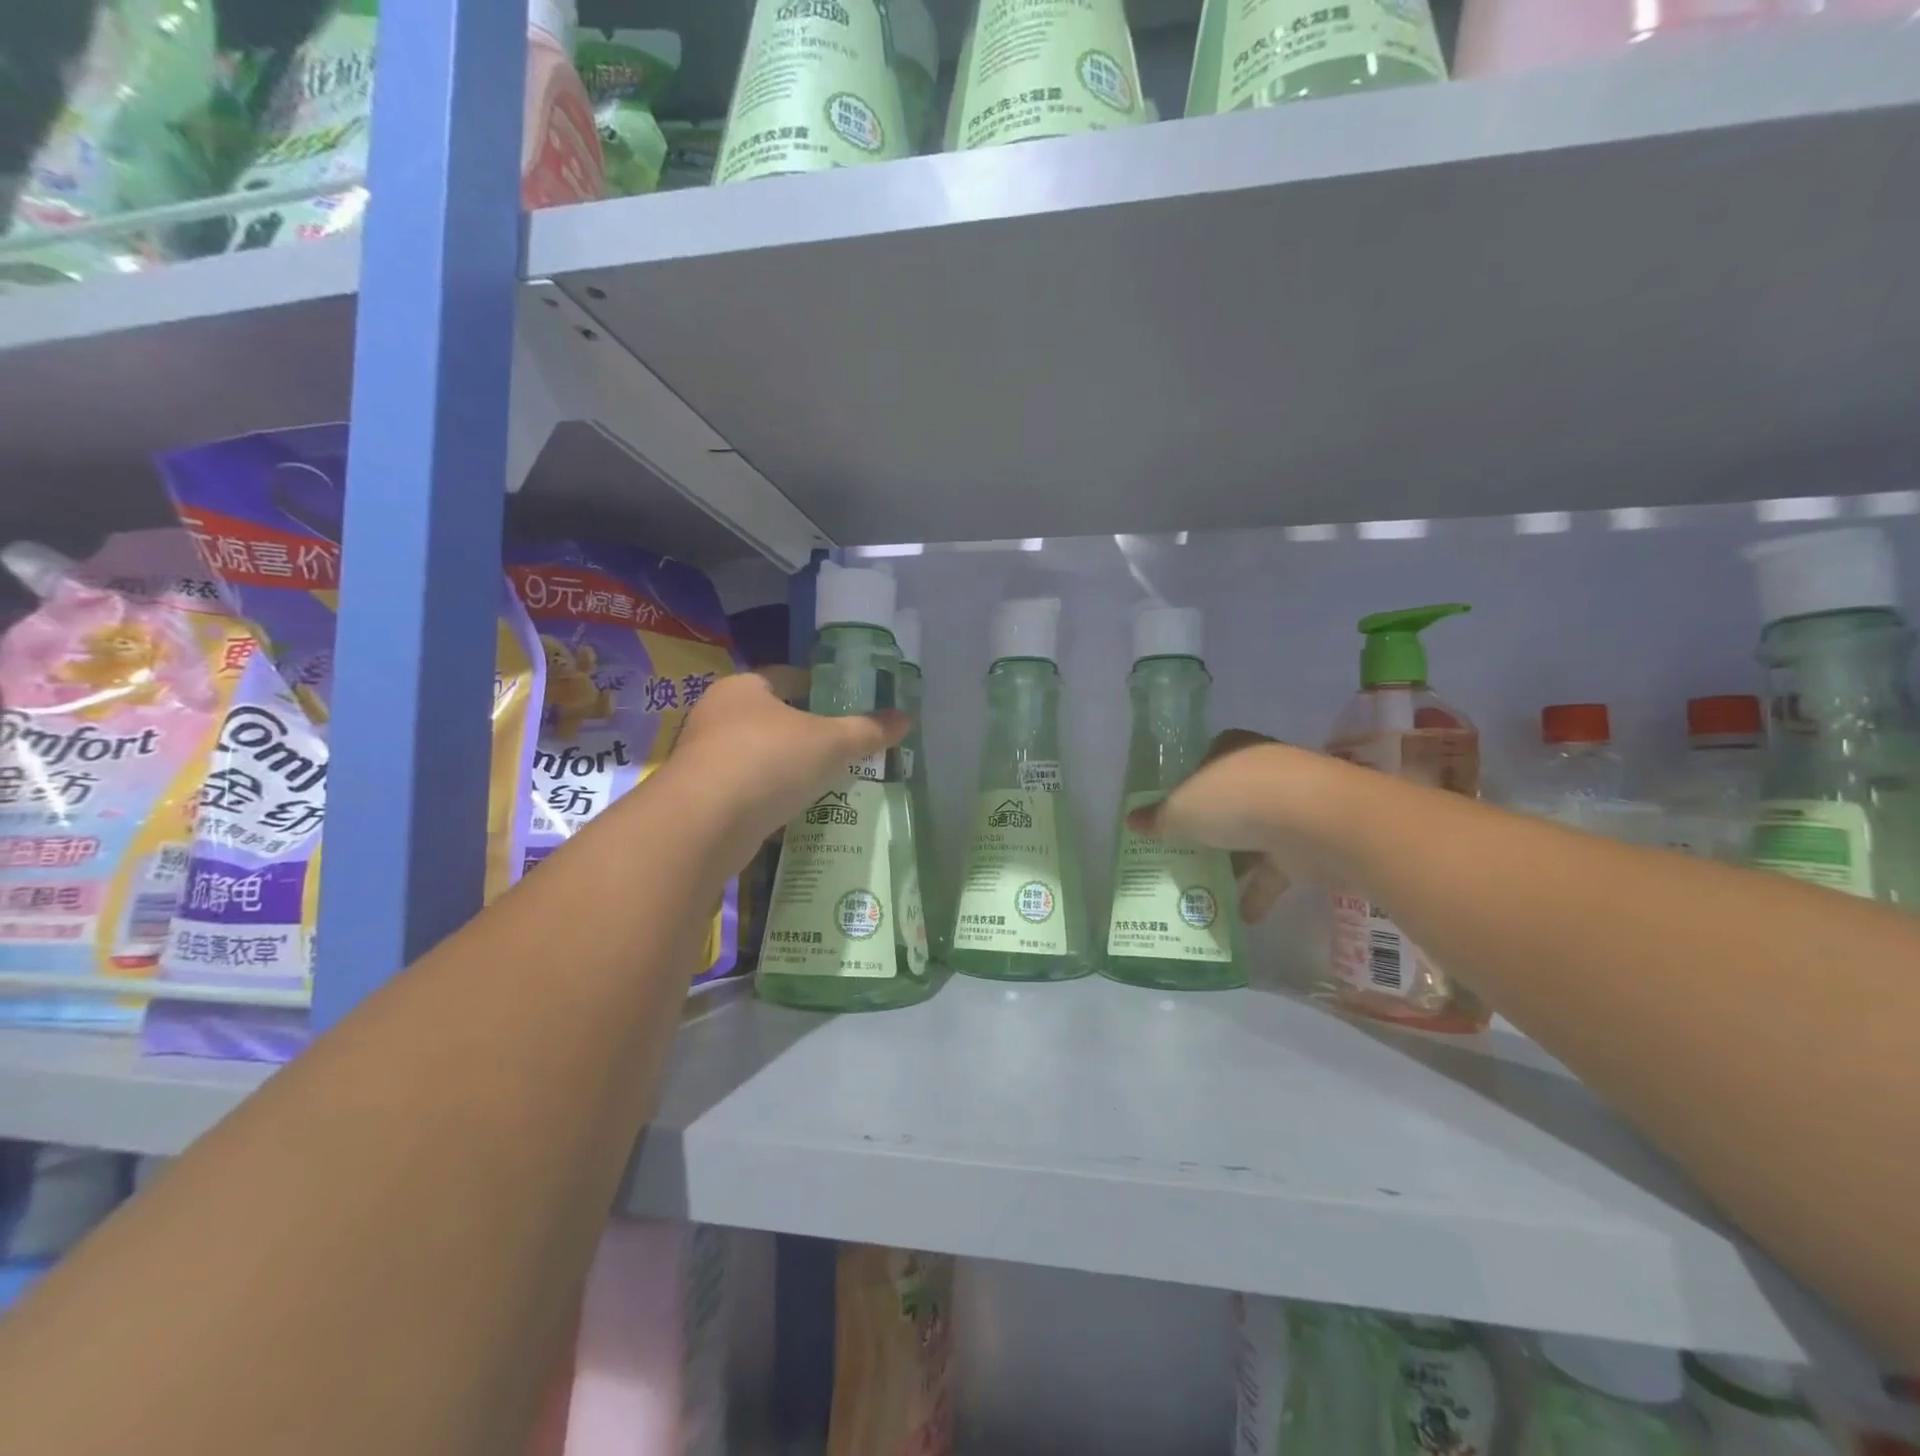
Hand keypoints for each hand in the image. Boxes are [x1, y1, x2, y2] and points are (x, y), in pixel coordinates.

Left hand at [658, 672, 907, 872]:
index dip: (818, 687)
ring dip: (786, 764)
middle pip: (771, 716)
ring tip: (824, 778)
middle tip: (842, 743)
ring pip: (757, 754)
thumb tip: (908, 718)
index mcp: (744, 688)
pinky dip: (770, 794)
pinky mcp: (702, 797)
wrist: (704, 824)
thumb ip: (868, 730)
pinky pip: (747, 788)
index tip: (845, 702)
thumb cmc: (769, 761)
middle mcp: (718, 715)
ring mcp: (705, 758)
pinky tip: (795, 807)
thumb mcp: (830, 743)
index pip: (787, 677)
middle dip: (804, 730)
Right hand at [1126, 732, 1342, 923]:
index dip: (1186, 787)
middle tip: (1182, 854)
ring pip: (1253, 835)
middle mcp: (1262, 771)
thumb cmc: (1239, 800)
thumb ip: (1159, 818)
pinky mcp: (1311, 841)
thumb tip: (1131, 822)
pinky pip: (1277, 868)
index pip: (1204, 763)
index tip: (1171, 814)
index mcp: (1231, 750)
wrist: (1319, 821)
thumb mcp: (1183, 809)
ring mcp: (1290, 806)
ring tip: (1205, 891)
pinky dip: (1260, 891)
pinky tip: (1242, 917)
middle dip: (1208, 828)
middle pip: (1228, 801)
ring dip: (1234, 863)